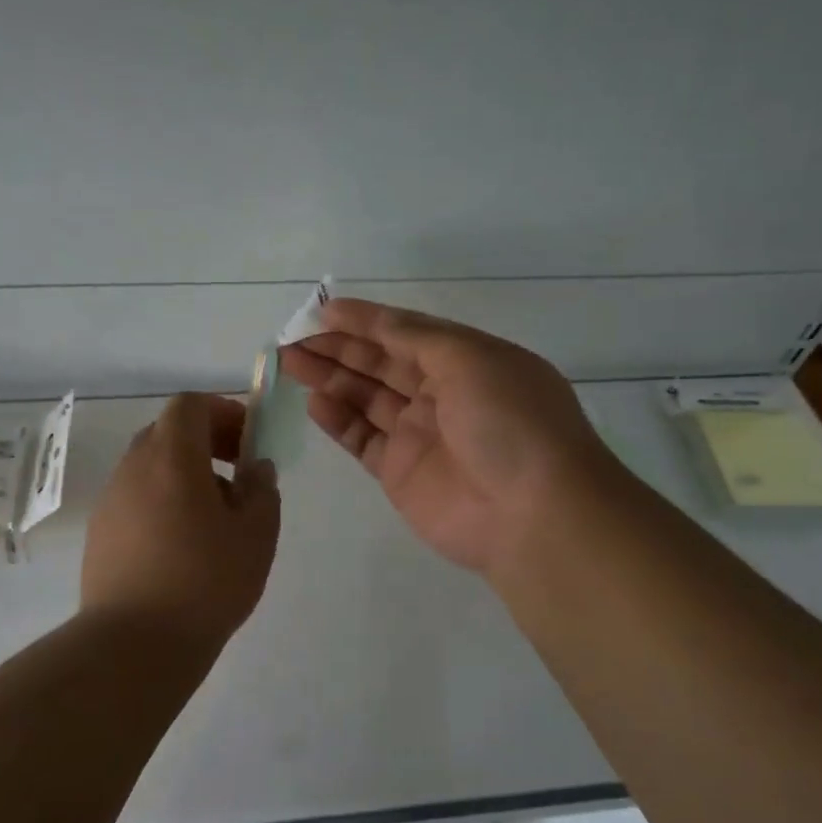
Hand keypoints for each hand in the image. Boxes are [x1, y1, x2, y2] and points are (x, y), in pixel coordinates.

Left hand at [81, 393, 281, 654]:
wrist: (134, 645)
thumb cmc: (206, 581)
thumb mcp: (257, 534)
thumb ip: (262, 490)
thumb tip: (255, 469)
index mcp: (172, 457)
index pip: (190, 405)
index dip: (223, 412)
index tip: (248, 442)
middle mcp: (133, 469)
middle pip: (168, 432)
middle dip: (206, 443)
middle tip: (237, 476)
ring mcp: (110, 502)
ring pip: (151, 468)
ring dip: (185, 475)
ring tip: (214, 520)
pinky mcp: (99, 534)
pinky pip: (136, 499)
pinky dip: (162, 503)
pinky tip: (183, 547)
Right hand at [280, 299, 615, 578]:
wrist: (531, 513)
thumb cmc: (508, 421)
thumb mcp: (470, 359)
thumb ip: (416, 338)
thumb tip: (377, 322)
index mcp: (467, 360)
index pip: (407, 332)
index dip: (366, 320)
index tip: (323, 310)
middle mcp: (443, 394)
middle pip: (381, 364)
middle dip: (339, 347)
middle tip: (294, 337)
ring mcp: (421, 435)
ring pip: (366, 398)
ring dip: (331, 378)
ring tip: (290, 361)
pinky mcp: (401, 473)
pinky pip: (363, 439)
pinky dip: (338, 420)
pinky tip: (314, 401)